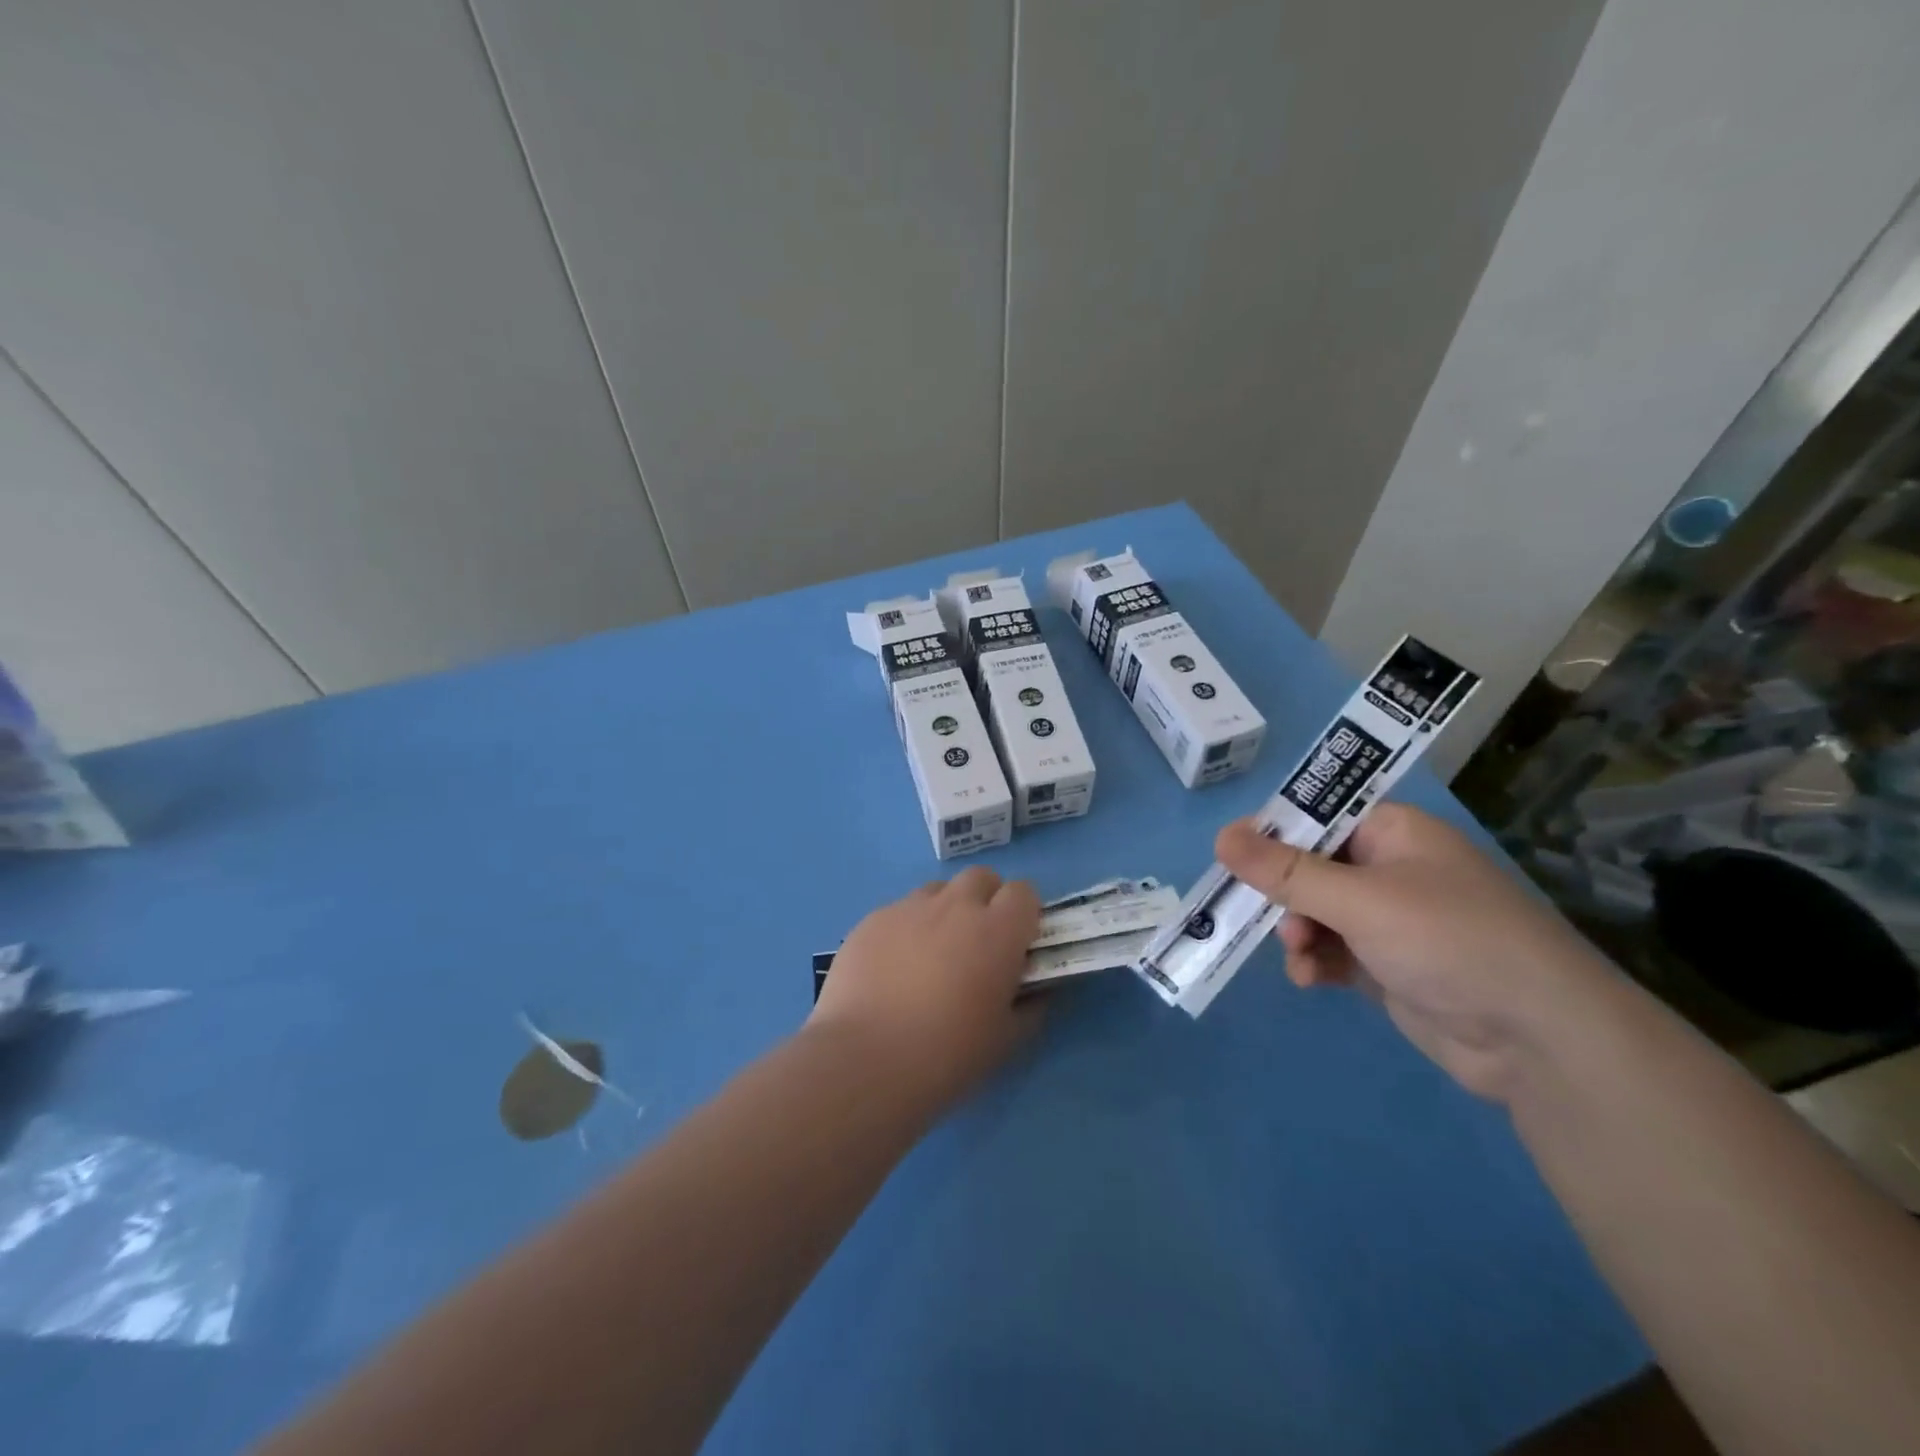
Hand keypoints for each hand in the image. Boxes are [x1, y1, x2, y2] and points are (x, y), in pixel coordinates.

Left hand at [807, 866, 1043, 1113]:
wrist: (865, 1060)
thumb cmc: (948, 1054)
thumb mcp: (1006, 1041)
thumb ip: (1030, 1008)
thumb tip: (1037, 992)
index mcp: (997, 930)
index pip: (1024, 892)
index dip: (1023, 914)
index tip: (1017, 944)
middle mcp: (955, 906)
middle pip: (981, 878)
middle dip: (986, 901)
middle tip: (977, 943)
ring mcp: (909, 908)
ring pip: (937, 891)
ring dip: (945, 911)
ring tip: (931, 954)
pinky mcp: (871, 920)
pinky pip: (899, 911)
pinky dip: (906, 929)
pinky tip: (892, 969)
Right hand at [1216, 804, 1611, 1101]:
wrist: (1539, 1041)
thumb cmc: (1449, 942)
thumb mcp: (1359, 900)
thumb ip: (1286, 872)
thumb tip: (1220, 835)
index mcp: (1394, 833)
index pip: (1317, 815)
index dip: (1273, 833)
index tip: (1233, 856)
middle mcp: (1391, 869)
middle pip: (1310, 866)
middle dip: (1284, 894)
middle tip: (1262, 915)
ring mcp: (1390, 920)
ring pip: (1315, 911)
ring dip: (1297, 932)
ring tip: (1299, 956)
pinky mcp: (1389, 965)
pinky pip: (1333, 950)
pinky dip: (1315, 961)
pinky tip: (1309, 980)